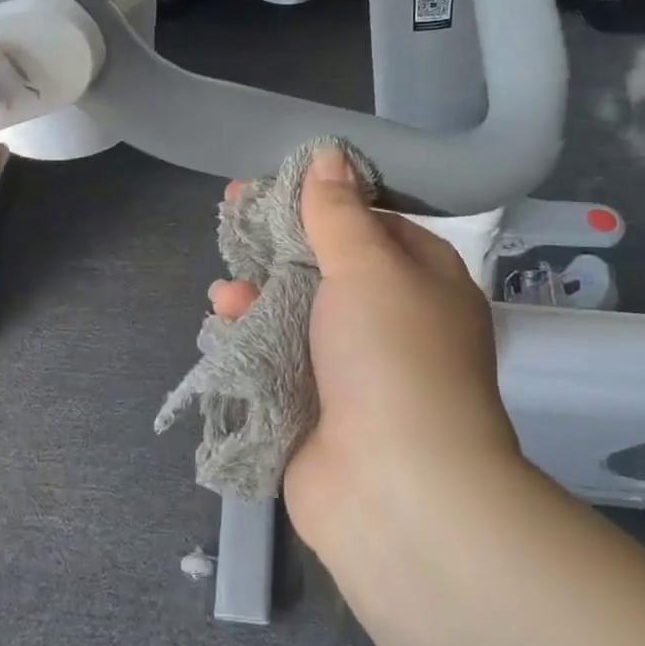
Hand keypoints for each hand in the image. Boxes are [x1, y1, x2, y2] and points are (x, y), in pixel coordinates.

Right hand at [210, 148, 521, 554]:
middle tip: (230, 216)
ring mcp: (353, 368)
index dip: (320, 197)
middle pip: (325, 265)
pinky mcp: (315, 407)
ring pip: (295, 312)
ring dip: (257, 295)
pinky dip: (250, 339)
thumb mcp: (369, 266)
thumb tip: (329, 155)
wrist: (396, 490)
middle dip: (277, 245)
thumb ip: (339, 212)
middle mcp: (391, 320)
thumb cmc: (393, 356)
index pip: (369, 221)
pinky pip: (276, 357)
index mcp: (422, 279)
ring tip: (225, 293)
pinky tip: (222, 325)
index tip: (272, 181)